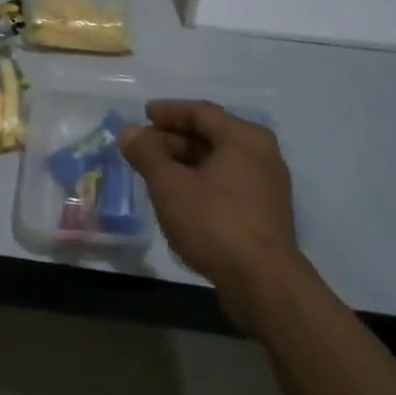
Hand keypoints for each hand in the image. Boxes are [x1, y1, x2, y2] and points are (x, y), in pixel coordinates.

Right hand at [120, 101, 304, 325]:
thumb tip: (129, 130)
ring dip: (185, 163)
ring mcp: (266, 185)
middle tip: (142, 147)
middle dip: (174, 139)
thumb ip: (147, 154)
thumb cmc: (214, 223)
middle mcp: (261, 154)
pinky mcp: (265, 213)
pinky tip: (179, 198)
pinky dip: (201, 182)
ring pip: (219, 162)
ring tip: (154, 172)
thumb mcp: (170, 186)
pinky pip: (227, 184)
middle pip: (211, 135)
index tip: (143, 114)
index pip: (201, 112)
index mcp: (244, 137)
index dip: (169, 112)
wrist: (262, 282)